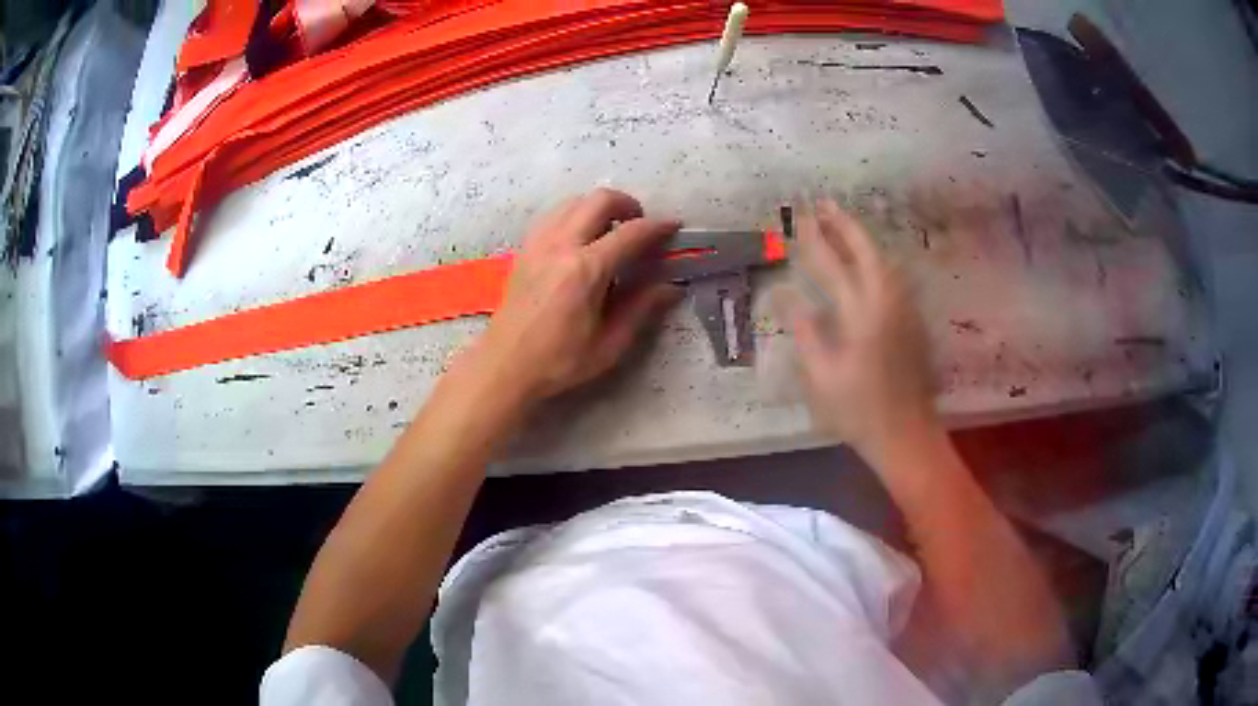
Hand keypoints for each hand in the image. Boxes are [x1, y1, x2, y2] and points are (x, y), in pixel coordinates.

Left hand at [470, 188, 682, 404]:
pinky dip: (574, 216)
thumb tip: (672, 288)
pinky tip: (581, 240)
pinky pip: (554, 216)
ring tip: (611, 232)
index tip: (673, 226)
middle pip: (599, 200)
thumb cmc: (559, 361)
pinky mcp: (525, 249)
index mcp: (586, 270)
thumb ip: (641, 309)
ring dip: (599, 207)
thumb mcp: (609, 344)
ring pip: (574, 202)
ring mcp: (539, 243)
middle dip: (628, 204)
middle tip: (640, 226)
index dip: (658, 226)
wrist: (505, 365)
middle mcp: (561, 246)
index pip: (630, 233)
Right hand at [775, 200, 936, 463]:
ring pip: (884, 260)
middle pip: (866, 251)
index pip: (832, 266)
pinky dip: (876, 259)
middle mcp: (887, 302)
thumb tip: (782, 294)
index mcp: (861, 315)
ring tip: (842, 225)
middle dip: (844, 224)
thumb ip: (805, 330)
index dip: (814, 241)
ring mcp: (904, 309)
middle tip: (824, 204)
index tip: (800, 218)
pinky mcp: (913, 320)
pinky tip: (866, 262)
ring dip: (862, 239)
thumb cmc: (858, 411)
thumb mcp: (822, 375)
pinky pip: (893, 276)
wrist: (907, 433)